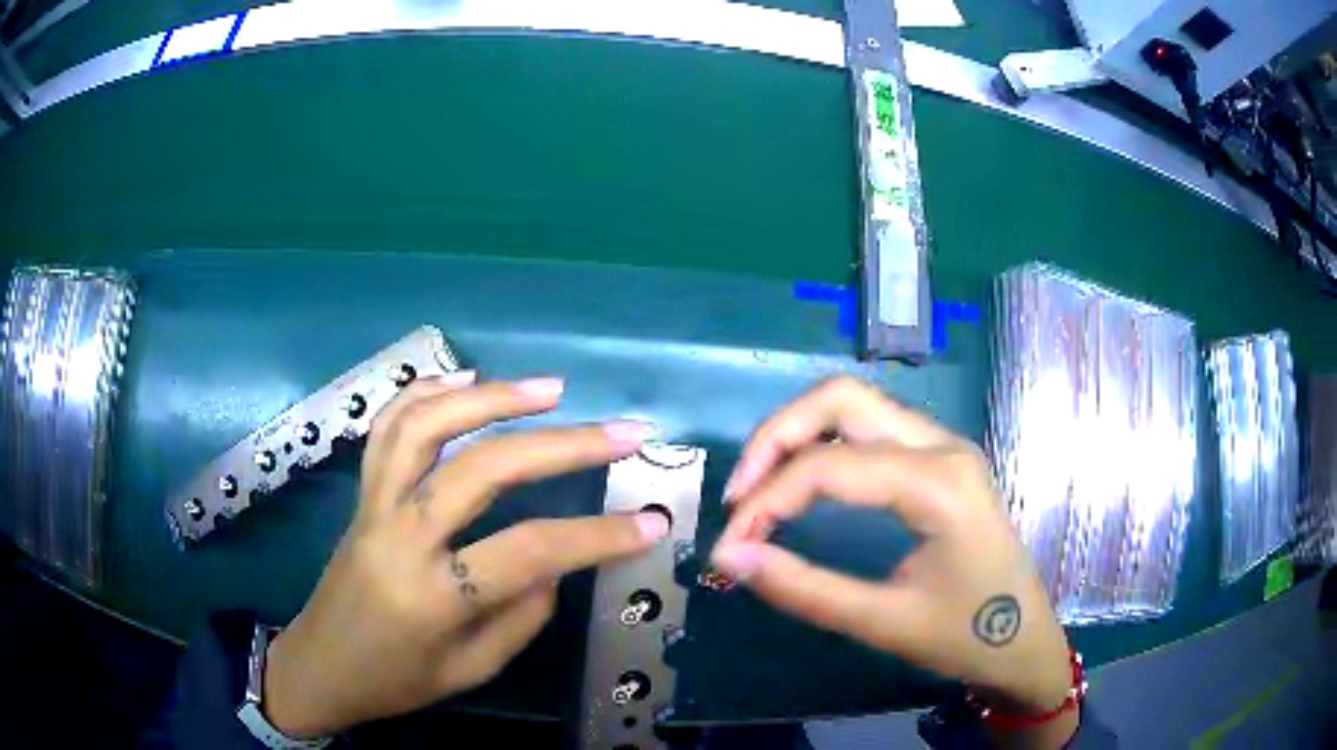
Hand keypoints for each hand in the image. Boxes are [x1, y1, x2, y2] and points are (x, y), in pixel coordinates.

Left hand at [263, 373, 667, 736]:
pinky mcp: (361, 493)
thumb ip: (522, 615)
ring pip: (427, 427)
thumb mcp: (472, 669)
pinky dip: (426, 392)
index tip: (653, 524)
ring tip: (551, 388)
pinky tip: (466, 380)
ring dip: (492, 397)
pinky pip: (387, 427)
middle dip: (563, 445)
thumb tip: (557, 560)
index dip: (598, 536)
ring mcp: (374, 505)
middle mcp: (400, 537)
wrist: (320, 665)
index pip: (529, 552)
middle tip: (623, 431)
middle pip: (482, 470)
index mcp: (433, 596)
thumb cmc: (397, 681)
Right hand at [712, 377, 1075, 742]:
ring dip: (797, 436)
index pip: (829, 465)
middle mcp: (941, 444)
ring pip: (854, 405)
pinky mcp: (939, 459)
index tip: (728, 546)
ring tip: (759, 491)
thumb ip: (802, 588)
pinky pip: (870, 429)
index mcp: (938, 482)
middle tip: (740, 495)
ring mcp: (944, 445)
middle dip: (776, 437)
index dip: (765, 501)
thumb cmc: (966, 636)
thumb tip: (728, 557)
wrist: (1025, 641)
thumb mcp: (883, 622)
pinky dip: (823, 445)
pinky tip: (803, 485)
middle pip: (840, 398)